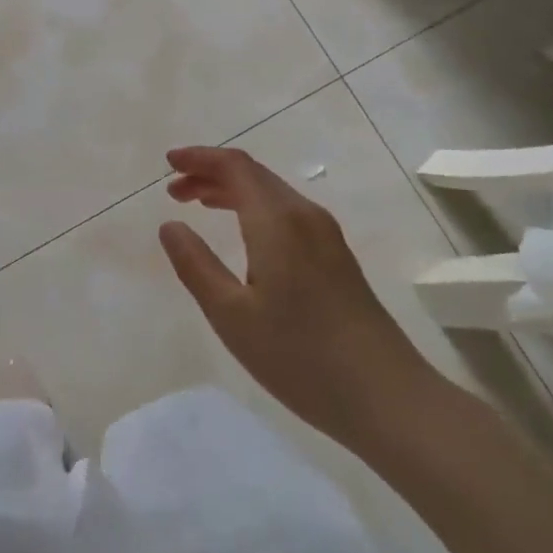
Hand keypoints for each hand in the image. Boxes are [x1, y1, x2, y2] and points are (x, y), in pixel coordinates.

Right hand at [159, 147, 431, 450]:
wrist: (384, 394)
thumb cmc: (298, 356)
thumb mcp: (231, 315)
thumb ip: (196, 265)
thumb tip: (170, 225)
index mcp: (277, 220)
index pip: (235, 166)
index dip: (200, 157)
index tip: (168, 162)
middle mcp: (304, 214)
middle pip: (253, 174)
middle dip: (211, 172)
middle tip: (174, 190)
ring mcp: (326, 234)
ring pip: (271, 193)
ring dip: (233, 190)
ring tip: (198, 204)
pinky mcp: (336, 255)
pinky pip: (287, 212)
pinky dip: (254, 208)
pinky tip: (242, 233)